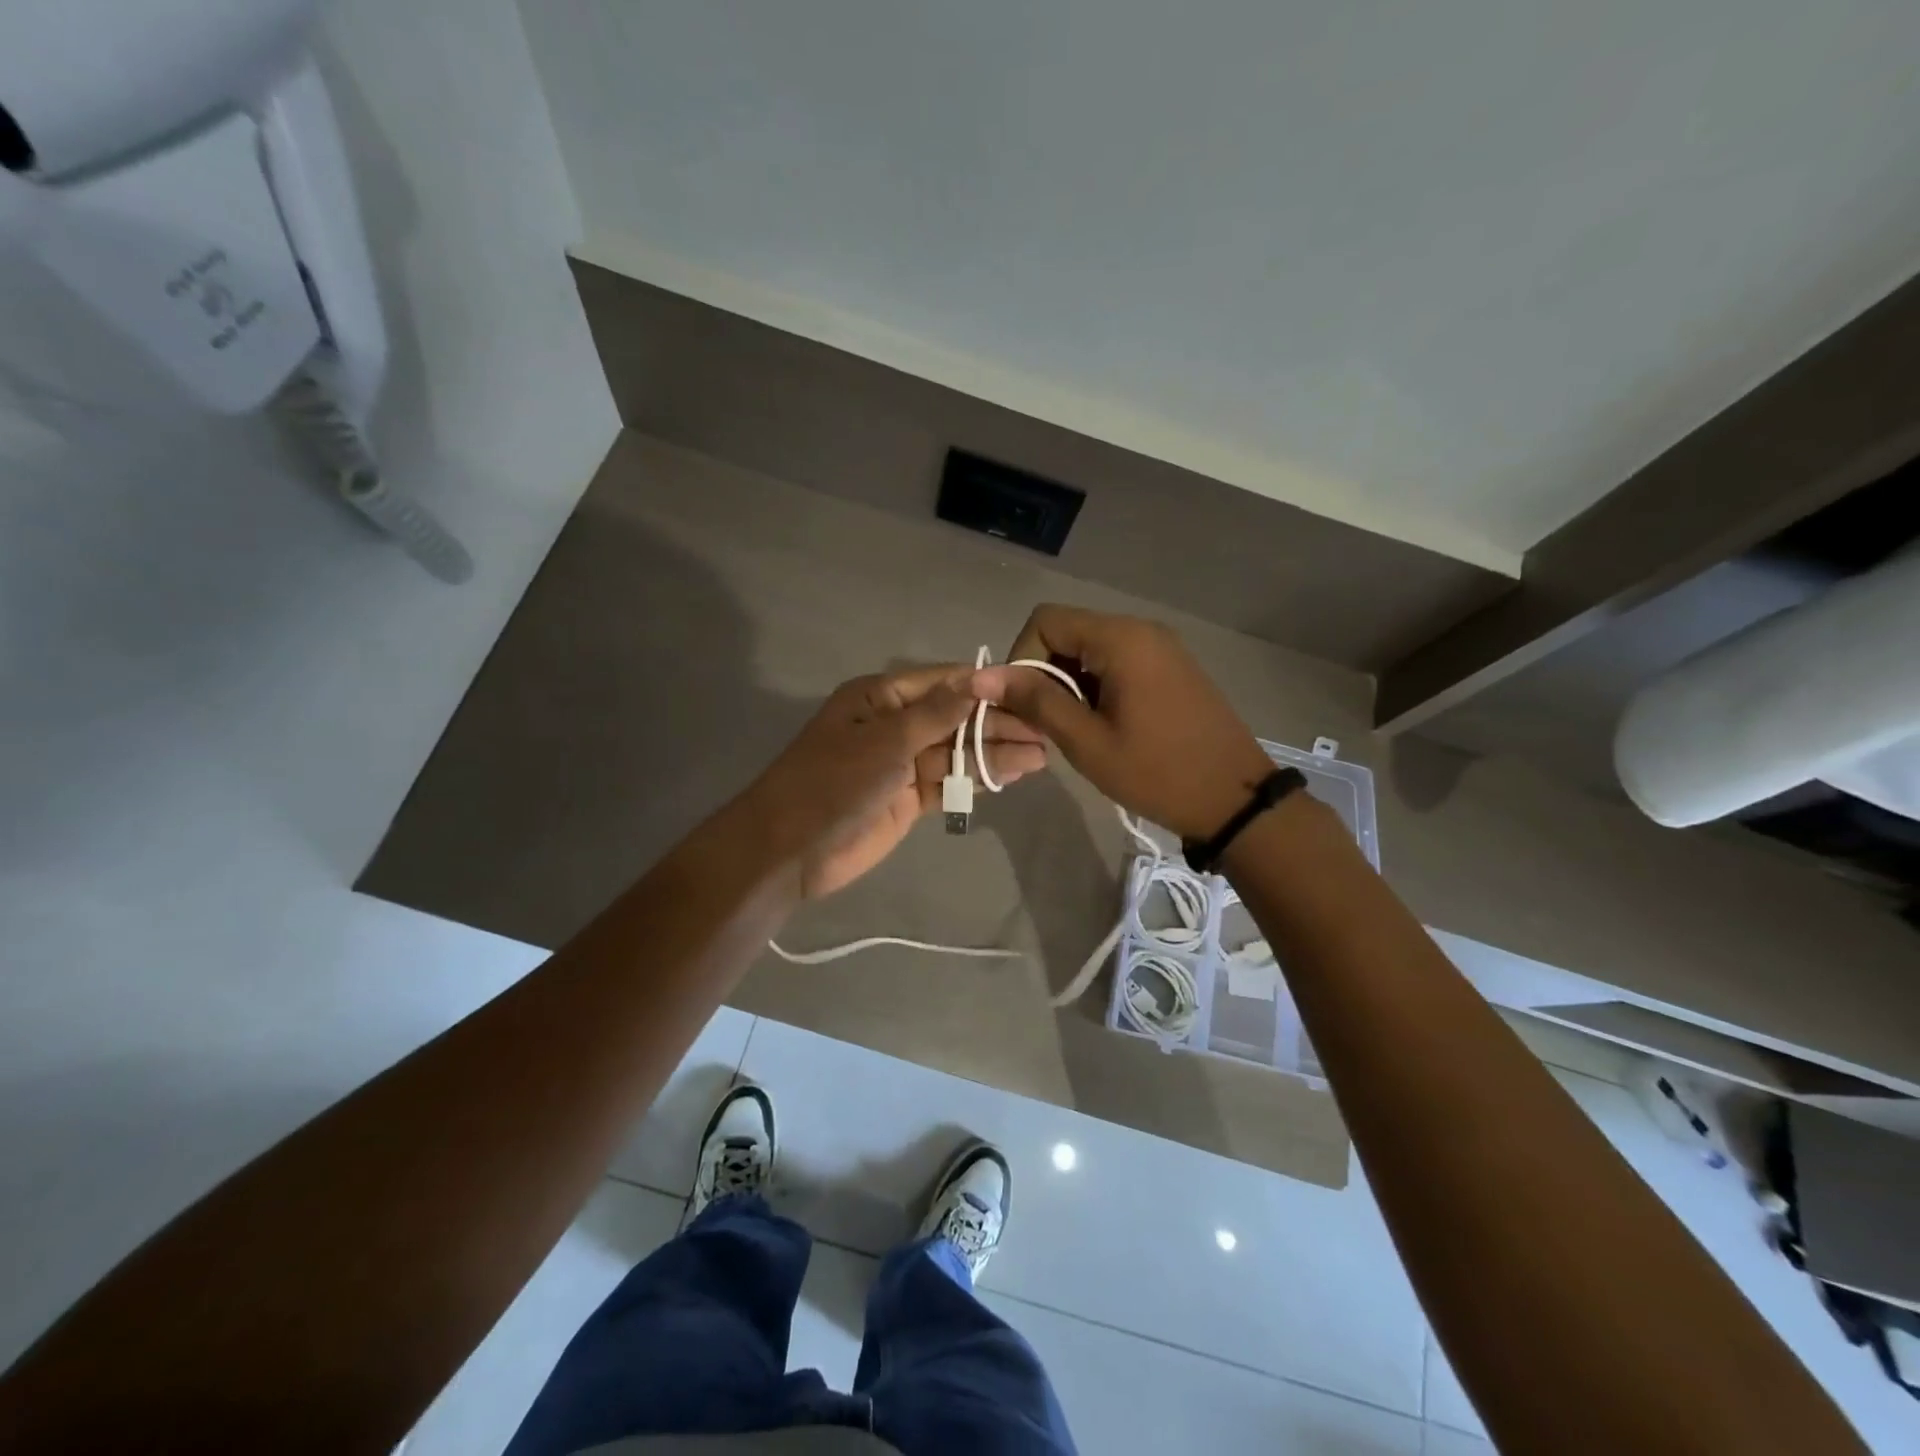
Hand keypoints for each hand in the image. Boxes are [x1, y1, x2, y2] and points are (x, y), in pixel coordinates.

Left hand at [749, 665, 1047, 898]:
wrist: (791, 850)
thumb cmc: (833, 782)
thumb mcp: (886, 741)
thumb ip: (936, 713)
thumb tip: (978, 678)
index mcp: (881, 698)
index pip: (943, 683)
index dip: (985, 686)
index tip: (1030, 689)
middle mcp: (894, 725)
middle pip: (955, 718)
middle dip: (997, 724)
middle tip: (1045, 730)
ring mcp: (902, 764)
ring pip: (957, 752)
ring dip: (994, 753)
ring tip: (1041, 755)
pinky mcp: (909, 799)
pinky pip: (950, 782)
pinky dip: (978, 780)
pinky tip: (1012, 775)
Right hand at [973, 605, 1273, 839]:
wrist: (1235, 800)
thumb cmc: (1157, 772)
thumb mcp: (1087, 742)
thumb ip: (1035, 701)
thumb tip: (982, 676)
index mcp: (1120, 639)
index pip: (1045, 620)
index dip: (1021, 659)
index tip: (1025, 705)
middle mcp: (1140, 630)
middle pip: (1067, 631)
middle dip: (1044, 673)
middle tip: (1046, 724)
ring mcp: (1160, 647)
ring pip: (1090, 649)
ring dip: (1069, 683)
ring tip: (1075, 730)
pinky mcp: (1170, 667)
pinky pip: (1116, 661)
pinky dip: (1095, 685)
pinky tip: (1103, 724)